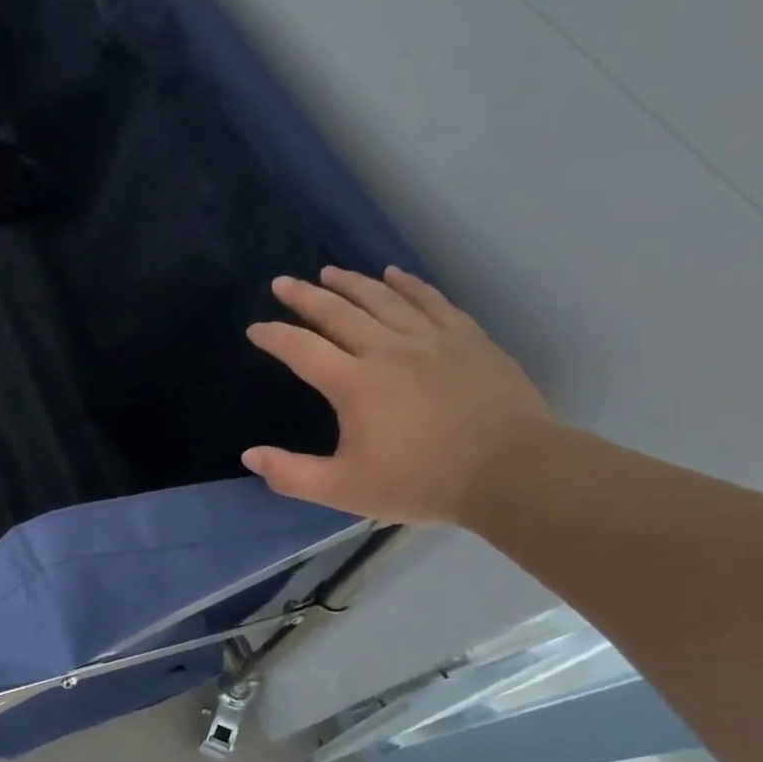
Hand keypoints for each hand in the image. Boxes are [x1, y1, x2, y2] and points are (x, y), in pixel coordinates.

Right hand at [243, 266, 550, 524]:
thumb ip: (291, 474)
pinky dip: (408, 284)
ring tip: (328, 271)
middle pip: (338, 312)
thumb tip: (249, 455)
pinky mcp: (466, 339)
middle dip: (305, 296)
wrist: (513, 471)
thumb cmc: (422, 481)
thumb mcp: (344, 490)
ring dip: (351, 282)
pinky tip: (394, 274)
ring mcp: (431, 339)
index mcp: (354, 383)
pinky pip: (431, 300)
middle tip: (282, 282)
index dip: (274, 336)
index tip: (254, 328)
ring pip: (383, 298)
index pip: (301, 349)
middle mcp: (387, 350)